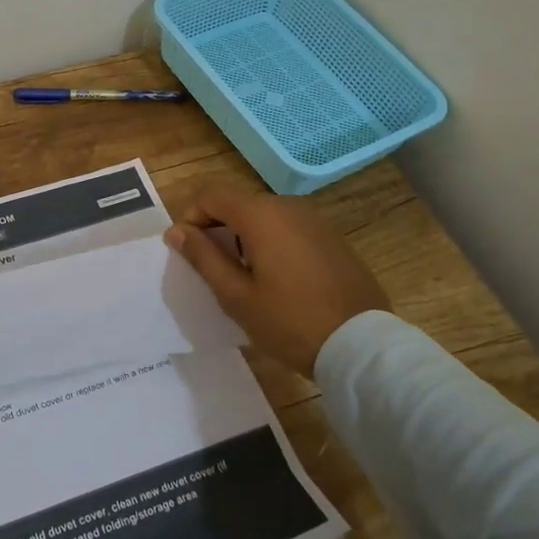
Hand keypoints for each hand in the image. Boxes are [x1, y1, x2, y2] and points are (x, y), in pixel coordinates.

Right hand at [165, 186, 388, 373]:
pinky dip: (272, 243)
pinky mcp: (332, 237)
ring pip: (264, 216)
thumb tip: (176, 230)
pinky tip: (278, 280)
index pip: (211, 194)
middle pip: (238, 203)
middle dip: (217, 227)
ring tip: (245, 278)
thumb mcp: (236, 295)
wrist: (361, 345)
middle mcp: (288, 206)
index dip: (191, 216)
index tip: (188, 250)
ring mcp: (315, 220)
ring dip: (245, 236)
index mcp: (261, 215)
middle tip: (213, 269)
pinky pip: (289, 229)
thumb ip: (203, 257)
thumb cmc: (290, 321)